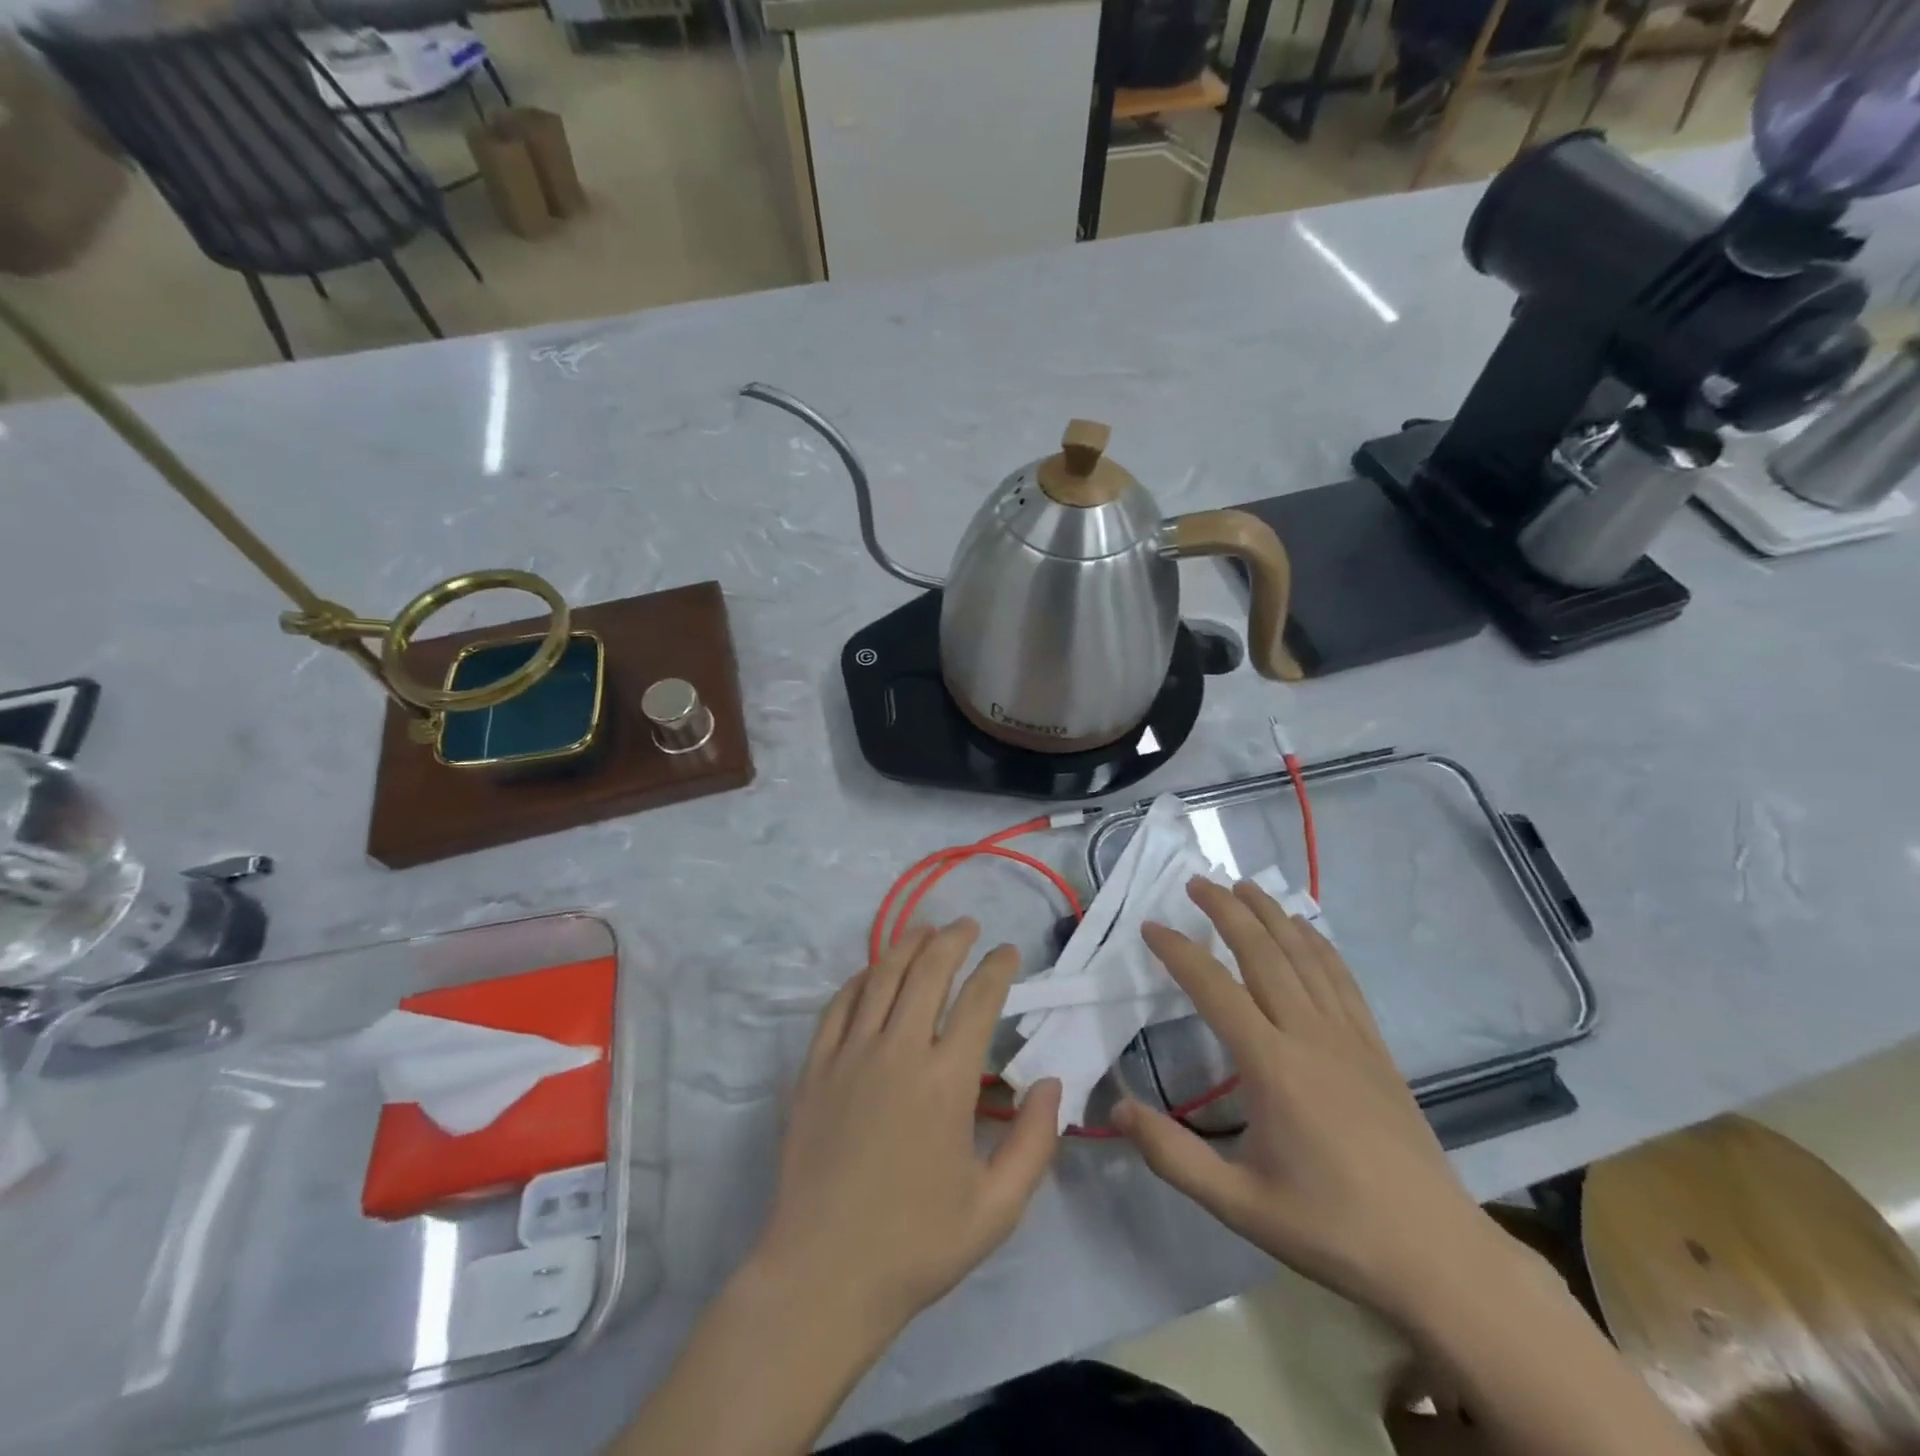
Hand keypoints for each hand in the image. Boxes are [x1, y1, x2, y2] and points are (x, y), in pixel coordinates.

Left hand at [751, 920, 1063, 1344]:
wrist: (823, 1275)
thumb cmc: (916, 1245)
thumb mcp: (996, 1209)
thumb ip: (1035, 1143)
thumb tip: (1051, 1083)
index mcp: (946, 1081)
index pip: (979, 1000)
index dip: (997, 968)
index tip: (1008, 952)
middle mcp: (898, 1051)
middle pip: (928, 971)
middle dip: (952, 940)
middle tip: (968, 926)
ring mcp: (850, 1055)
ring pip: (882, 977)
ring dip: (907, 945)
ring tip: (926, 930)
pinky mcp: (815, 1068)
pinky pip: (840, 1006)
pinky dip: (861, 979)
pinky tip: (873, 973)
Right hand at [1116, 878, 1505, 1327]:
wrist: (1437, 1255)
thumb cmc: (1331, 1228)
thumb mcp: (1240, 1205)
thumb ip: (1173, 1156)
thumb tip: (1117, 1107)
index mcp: (1272, 1066)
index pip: (1214, 989)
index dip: (1178, 952)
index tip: (1150, 927)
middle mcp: (1309, 1035)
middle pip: (1263, 953)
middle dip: (1227, 911)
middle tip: (1196, 882)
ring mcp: (1348, 1036)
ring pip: (1304, 956)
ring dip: (1271, 914)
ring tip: (1243, 886)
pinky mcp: (1375, 1047)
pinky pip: (1342, 978)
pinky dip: (1318, 943)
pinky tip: (1305, 928)